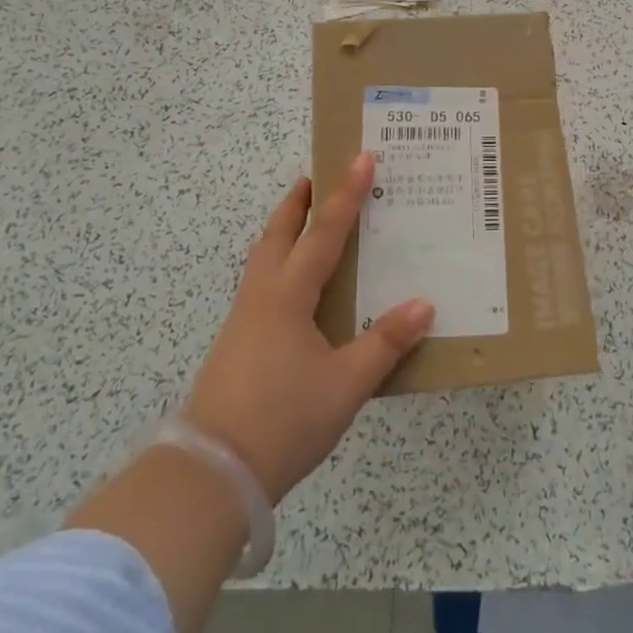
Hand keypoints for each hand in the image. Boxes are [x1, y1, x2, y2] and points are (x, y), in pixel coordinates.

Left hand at [182, 154, 434, 502]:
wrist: (208, 475)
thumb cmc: (282, 420)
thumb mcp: (346, 385)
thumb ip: (386, 343)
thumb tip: (424, 304)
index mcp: (289, 295)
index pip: (324, 231)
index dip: (346, 194)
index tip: (361, 157)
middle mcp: (262, 296)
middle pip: (278, 233)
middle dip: (298, 202)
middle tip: (315, 175)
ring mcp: (243, 320)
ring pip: (263, 258)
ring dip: (283, 229)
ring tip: (302, 219)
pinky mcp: (236, 344)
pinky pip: (260, 284)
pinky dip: (278, 263)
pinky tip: (292, 288)